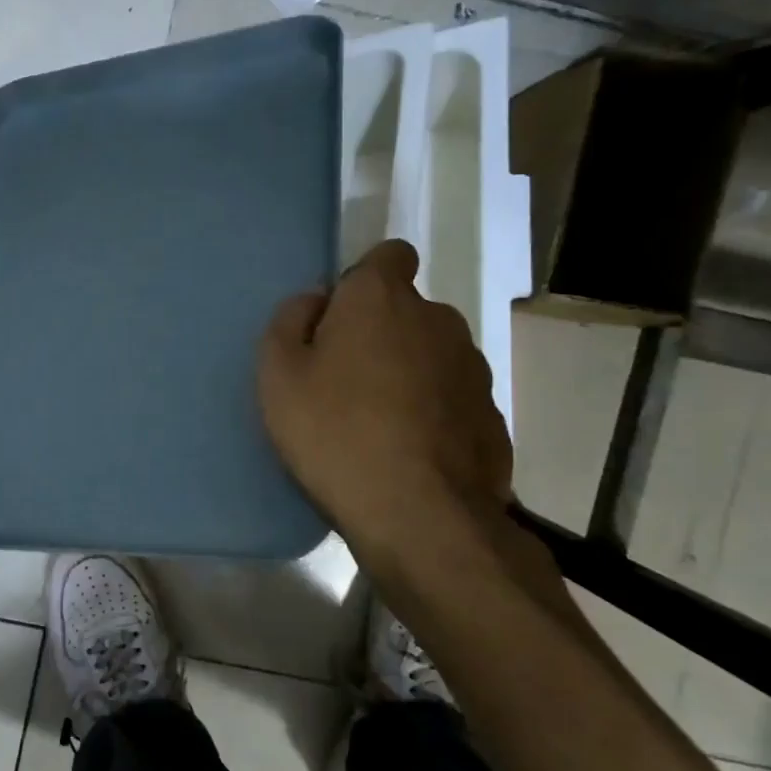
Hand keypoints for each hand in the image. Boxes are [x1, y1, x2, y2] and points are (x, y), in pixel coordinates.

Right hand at [257, 240, 510, 577]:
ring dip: (407, 373)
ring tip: (376, 423)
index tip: (339, 319)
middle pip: (405, 311)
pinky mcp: (492, 415)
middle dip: (379, 333)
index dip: (363, 280)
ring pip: (431, 355)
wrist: (419, 515)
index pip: (389, 254)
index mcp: (382, 298)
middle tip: (344, 381)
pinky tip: (408, 453)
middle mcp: (437, 319)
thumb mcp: (278, 375)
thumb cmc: (334, 433)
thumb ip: (289, 322)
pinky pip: (451, 399)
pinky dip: (432, 413)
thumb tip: (315, 302)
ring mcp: (472, 368)